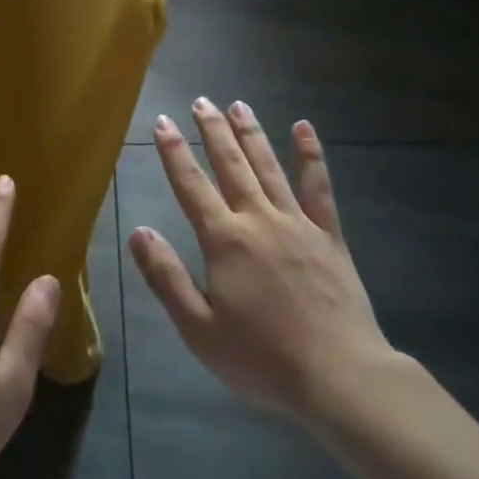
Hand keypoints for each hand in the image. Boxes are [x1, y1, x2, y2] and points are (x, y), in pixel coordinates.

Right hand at [128, 98, 393, 423]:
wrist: (339, 377)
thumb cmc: (262, 359)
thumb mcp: (198, 328)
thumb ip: (166, 276)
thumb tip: (138, 231)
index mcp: (224, 241)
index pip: (191, 185)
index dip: (174, 152)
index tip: (162, 122)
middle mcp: (258, 219)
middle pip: (231, 165)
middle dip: (213, 131)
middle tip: (201, 101)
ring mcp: (297, 223)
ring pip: (268, 167)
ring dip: (251, 134)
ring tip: (238, 105)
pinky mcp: (329, 236)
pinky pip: (318, 187)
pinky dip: (310, 156)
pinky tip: (303, 129)